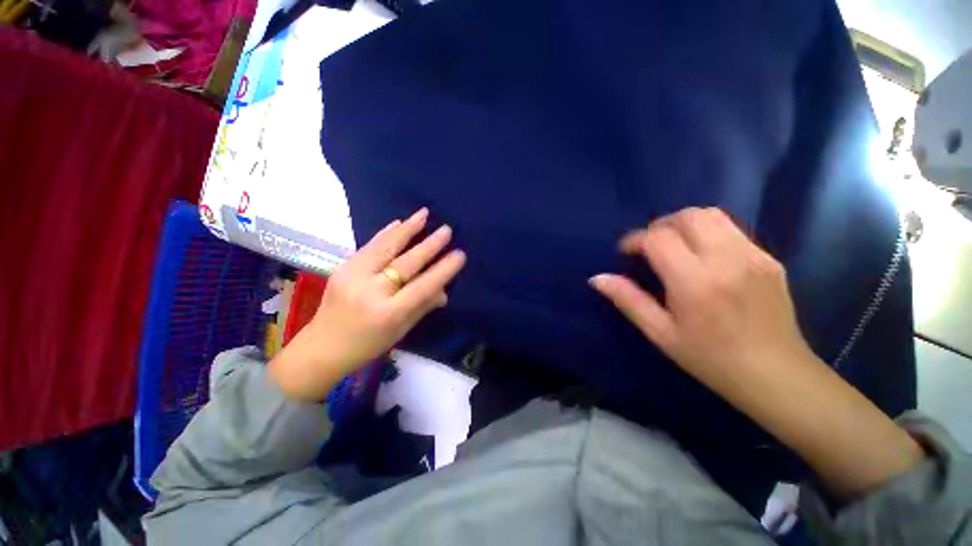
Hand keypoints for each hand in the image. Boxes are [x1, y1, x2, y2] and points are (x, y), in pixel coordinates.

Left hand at [269, 208, 465, 401]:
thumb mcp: (397, 334)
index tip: (459, 255)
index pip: (421, 287)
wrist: (324, 345)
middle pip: (405, 264)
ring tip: (424, 214)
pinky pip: (367, 248)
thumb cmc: (365, 346)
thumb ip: (420, 309)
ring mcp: (354, 277)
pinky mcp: (342, 268)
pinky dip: (384, 235)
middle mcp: (371, 292)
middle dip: (428, 246)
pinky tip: (397, 224)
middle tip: (447, 230)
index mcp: (388, 314)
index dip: (442, 271)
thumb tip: (443, 289)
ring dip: (406, 230)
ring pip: (384, 248)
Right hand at [590, 207, 810, 396]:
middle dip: (663, 225)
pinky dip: (717, 235)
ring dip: (690, 222)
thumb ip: (632, 303)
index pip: (657, 239)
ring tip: (685, 244)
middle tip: (656, 245)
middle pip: (685, 216)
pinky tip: (716, 259)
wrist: (770, 369)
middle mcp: (723, 257)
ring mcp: (750, 253)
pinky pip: (736, 231)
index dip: (636, 240)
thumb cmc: (713, 361)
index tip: (629, 251)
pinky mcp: (767, 256)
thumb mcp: (667, 338)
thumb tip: (598, 278)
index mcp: (693, 281)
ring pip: (713, 215)